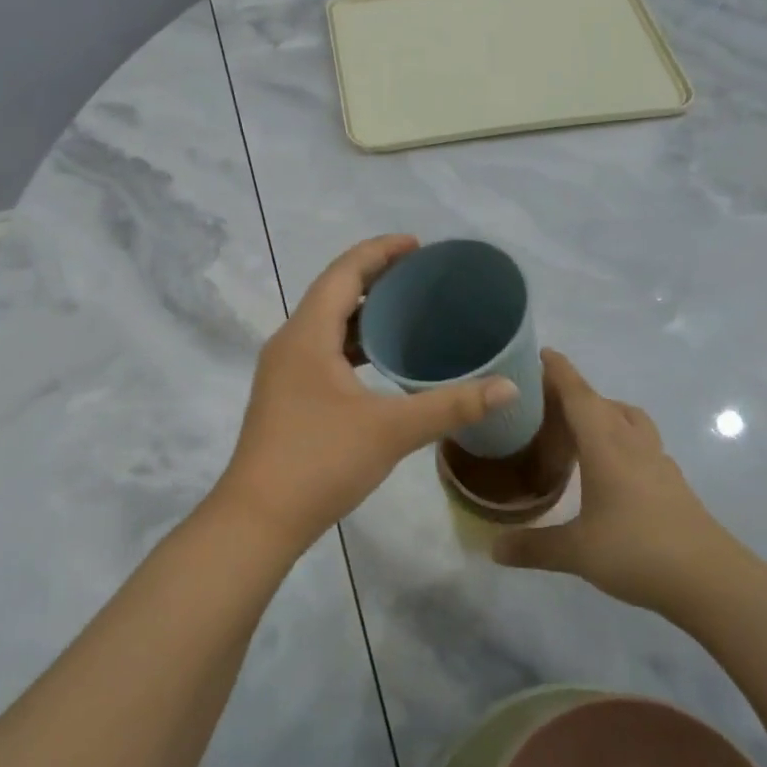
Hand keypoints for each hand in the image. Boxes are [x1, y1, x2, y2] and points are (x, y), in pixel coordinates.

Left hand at [217, 235, 518, 552]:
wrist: (258, 520)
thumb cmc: (320, 462)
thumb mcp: (391, 430)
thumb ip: (451, 406)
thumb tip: (509, 387)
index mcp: (307, 335)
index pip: (344, 272)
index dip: (381, 251)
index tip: (419, 246)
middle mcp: (290, 343)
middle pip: (334, 291)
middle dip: (376, 277)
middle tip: (422, 277)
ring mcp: (284, 371)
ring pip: (327, 323)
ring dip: (364, 312)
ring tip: (409, 311)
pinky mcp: (287, 395)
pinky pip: (323, 349)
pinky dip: (354, 343)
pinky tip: (383, 360)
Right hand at [492, 350, 737, 613]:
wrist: (710, 579)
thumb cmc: (638, 551)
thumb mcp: (577, 552)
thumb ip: (533, 546)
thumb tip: (493, 548)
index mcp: (606, 445)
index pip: (578, 395)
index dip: (558, 371)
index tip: (540, 353)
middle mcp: (632, 442)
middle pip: (602, 402)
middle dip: (574, 393)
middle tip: (543, 402)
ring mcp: (657, 460)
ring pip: (628, 419)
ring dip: (603, 412)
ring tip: (577, 428)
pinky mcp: (671, 481)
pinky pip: (641, 442)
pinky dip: (620, 438)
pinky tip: (608, 466)